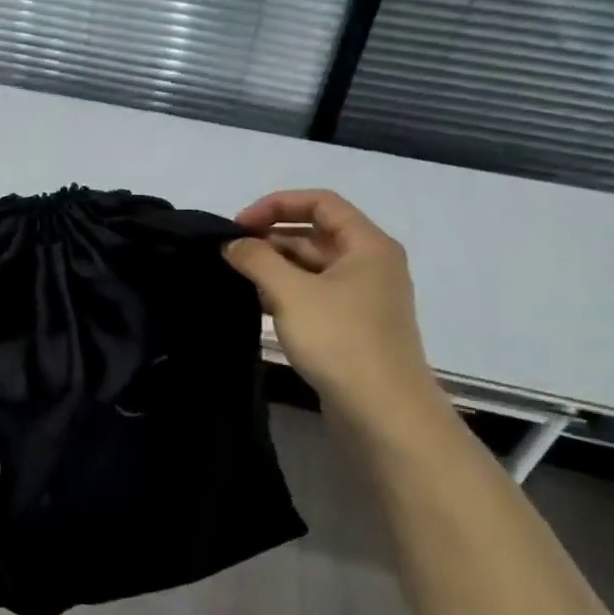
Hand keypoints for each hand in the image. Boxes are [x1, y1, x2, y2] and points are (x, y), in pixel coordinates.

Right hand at [223, 189, 434, 415]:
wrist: (382, 412)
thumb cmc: (340, 340)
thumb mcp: (290, 292)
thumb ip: (257, 259)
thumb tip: (232, 244)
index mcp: (368, 245)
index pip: (320, 202)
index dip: (276, 204)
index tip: (239, 224)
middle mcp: (370, 264)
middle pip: (316, 233)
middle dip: (271, 237)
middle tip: (231, 252)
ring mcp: (363, 298)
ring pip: (313, 266)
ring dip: (276, 266)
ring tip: (238, 277)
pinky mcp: (352, 326)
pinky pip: (315, 294)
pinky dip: (287, 292)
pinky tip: (258, 304)